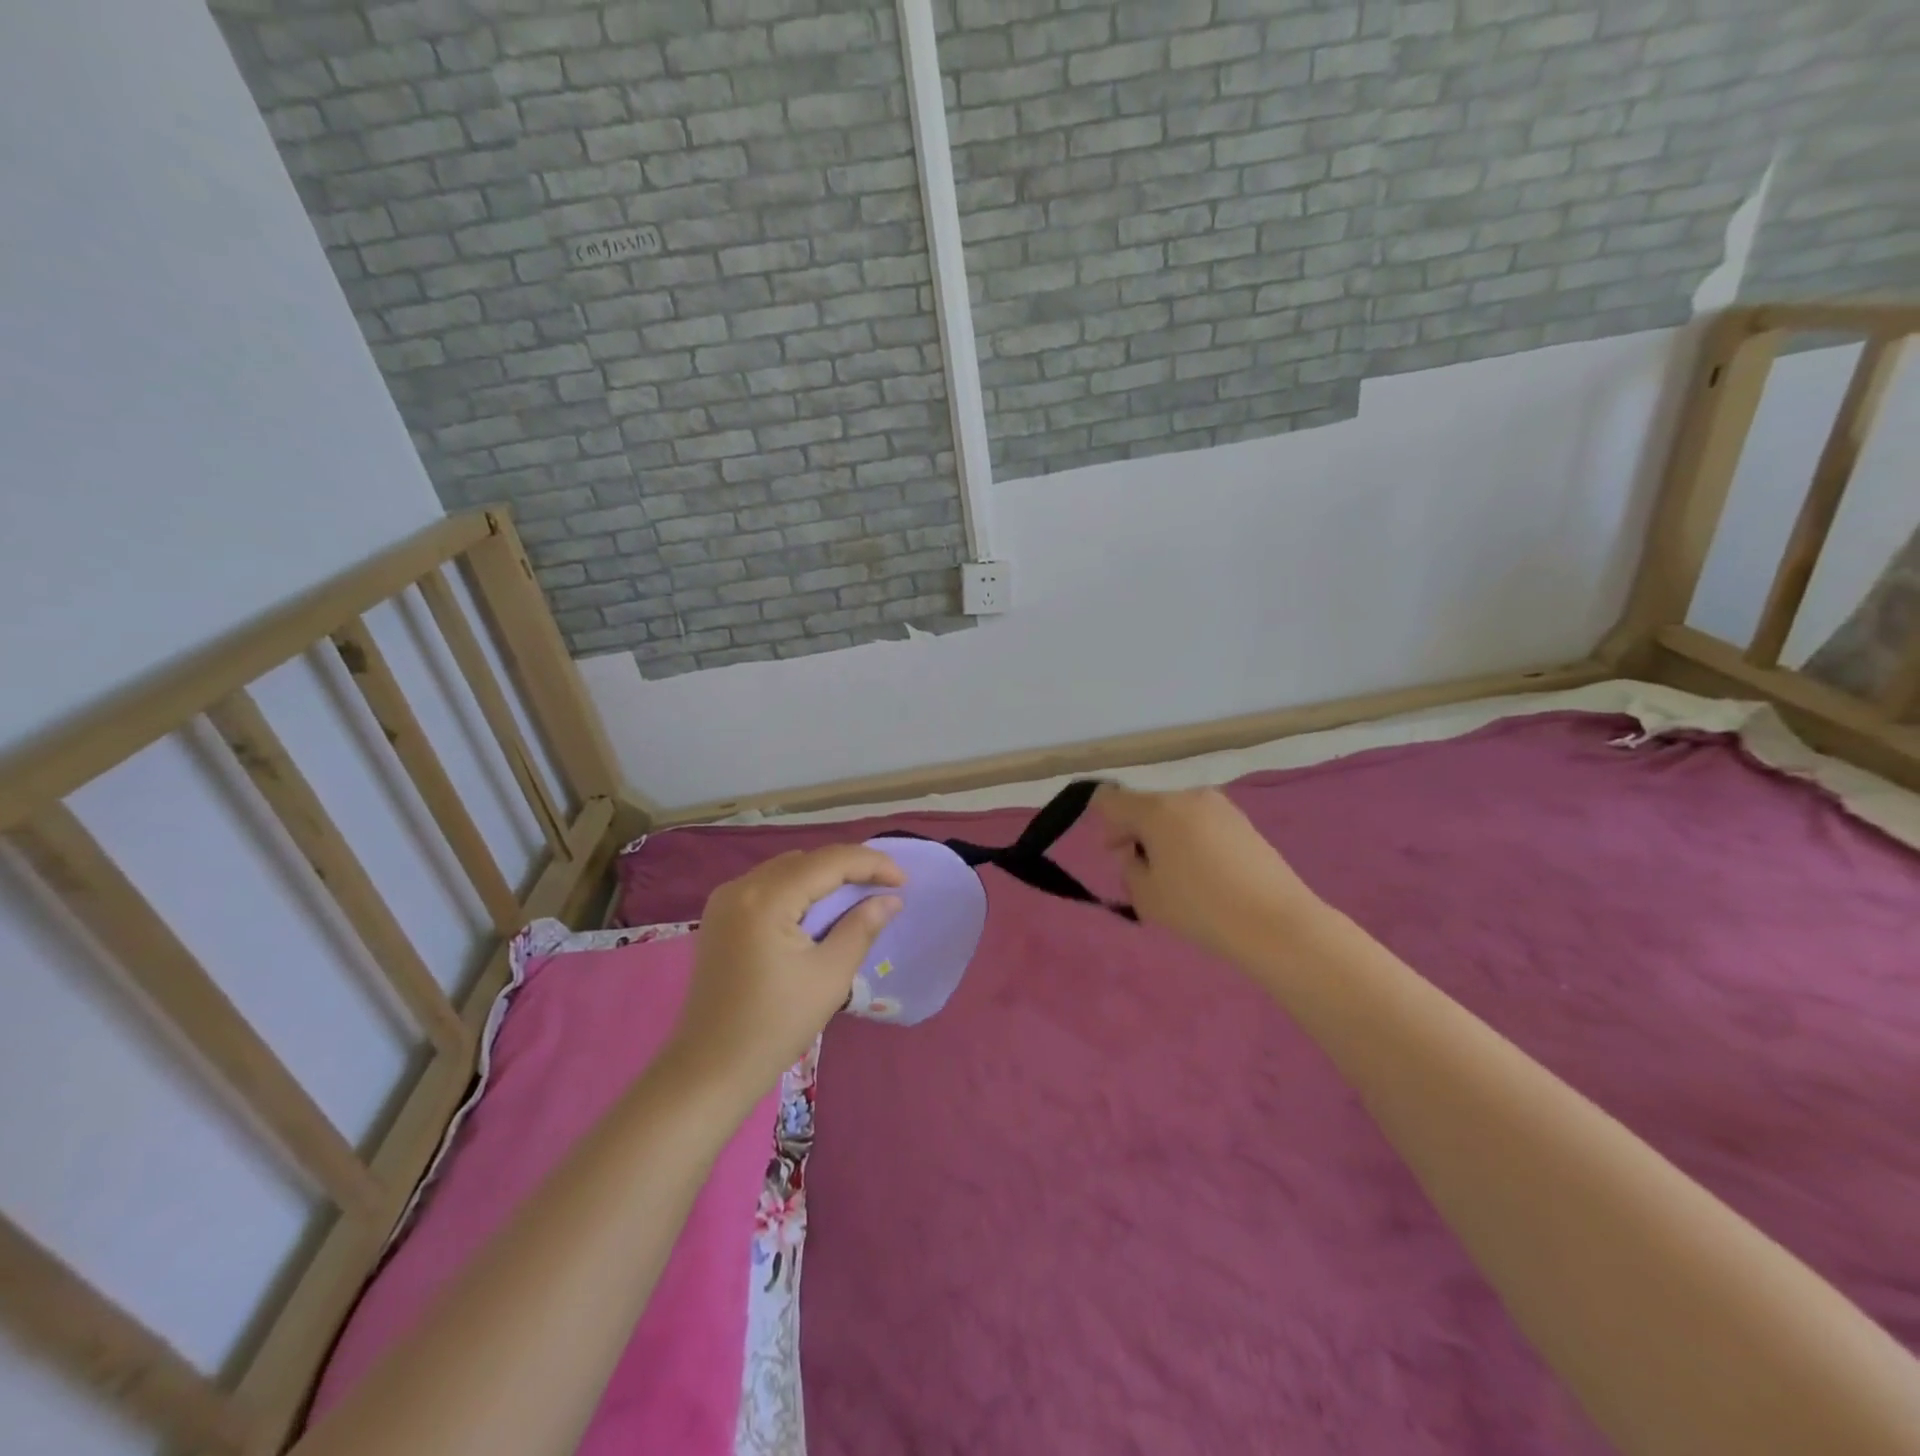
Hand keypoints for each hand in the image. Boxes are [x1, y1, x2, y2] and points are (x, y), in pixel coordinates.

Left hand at [672, 846, 904, 1100]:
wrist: (711, 1069)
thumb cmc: (776, 1025)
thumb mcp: (830, 975)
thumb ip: (862, 927)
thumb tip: (890, 898)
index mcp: (766, 898)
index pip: (828, 861)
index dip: (871, 864)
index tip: (903, 880)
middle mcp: (740, 887)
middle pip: (806, 861)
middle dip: (848, 869)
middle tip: (885, 888)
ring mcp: (725, 901)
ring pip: (787, 870)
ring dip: (823, 878)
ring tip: (858, 898)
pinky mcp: (720, 918)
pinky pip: (768, 887)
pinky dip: (799, 891)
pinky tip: (819, 912)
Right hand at [1093, 784, 1323, 963]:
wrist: (1276, 922)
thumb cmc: (1201, 908)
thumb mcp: (1147, 897)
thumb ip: (1129, 868)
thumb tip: (1135, 853)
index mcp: (1156, 808)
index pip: (1111, 799)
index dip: (1106, 824)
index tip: (1116, 854)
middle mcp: (1186, 795)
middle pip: (1146, 804)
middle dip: (1137, 831)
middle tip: (1144, 870)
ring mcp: (1219, 805)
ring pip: (1176, 813)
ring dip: (1166, 835)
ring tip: (1179, 875)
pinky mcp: (1243, 821)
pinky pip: (1202, 822)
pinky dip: (1193, 839)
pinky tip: (1206, 873)